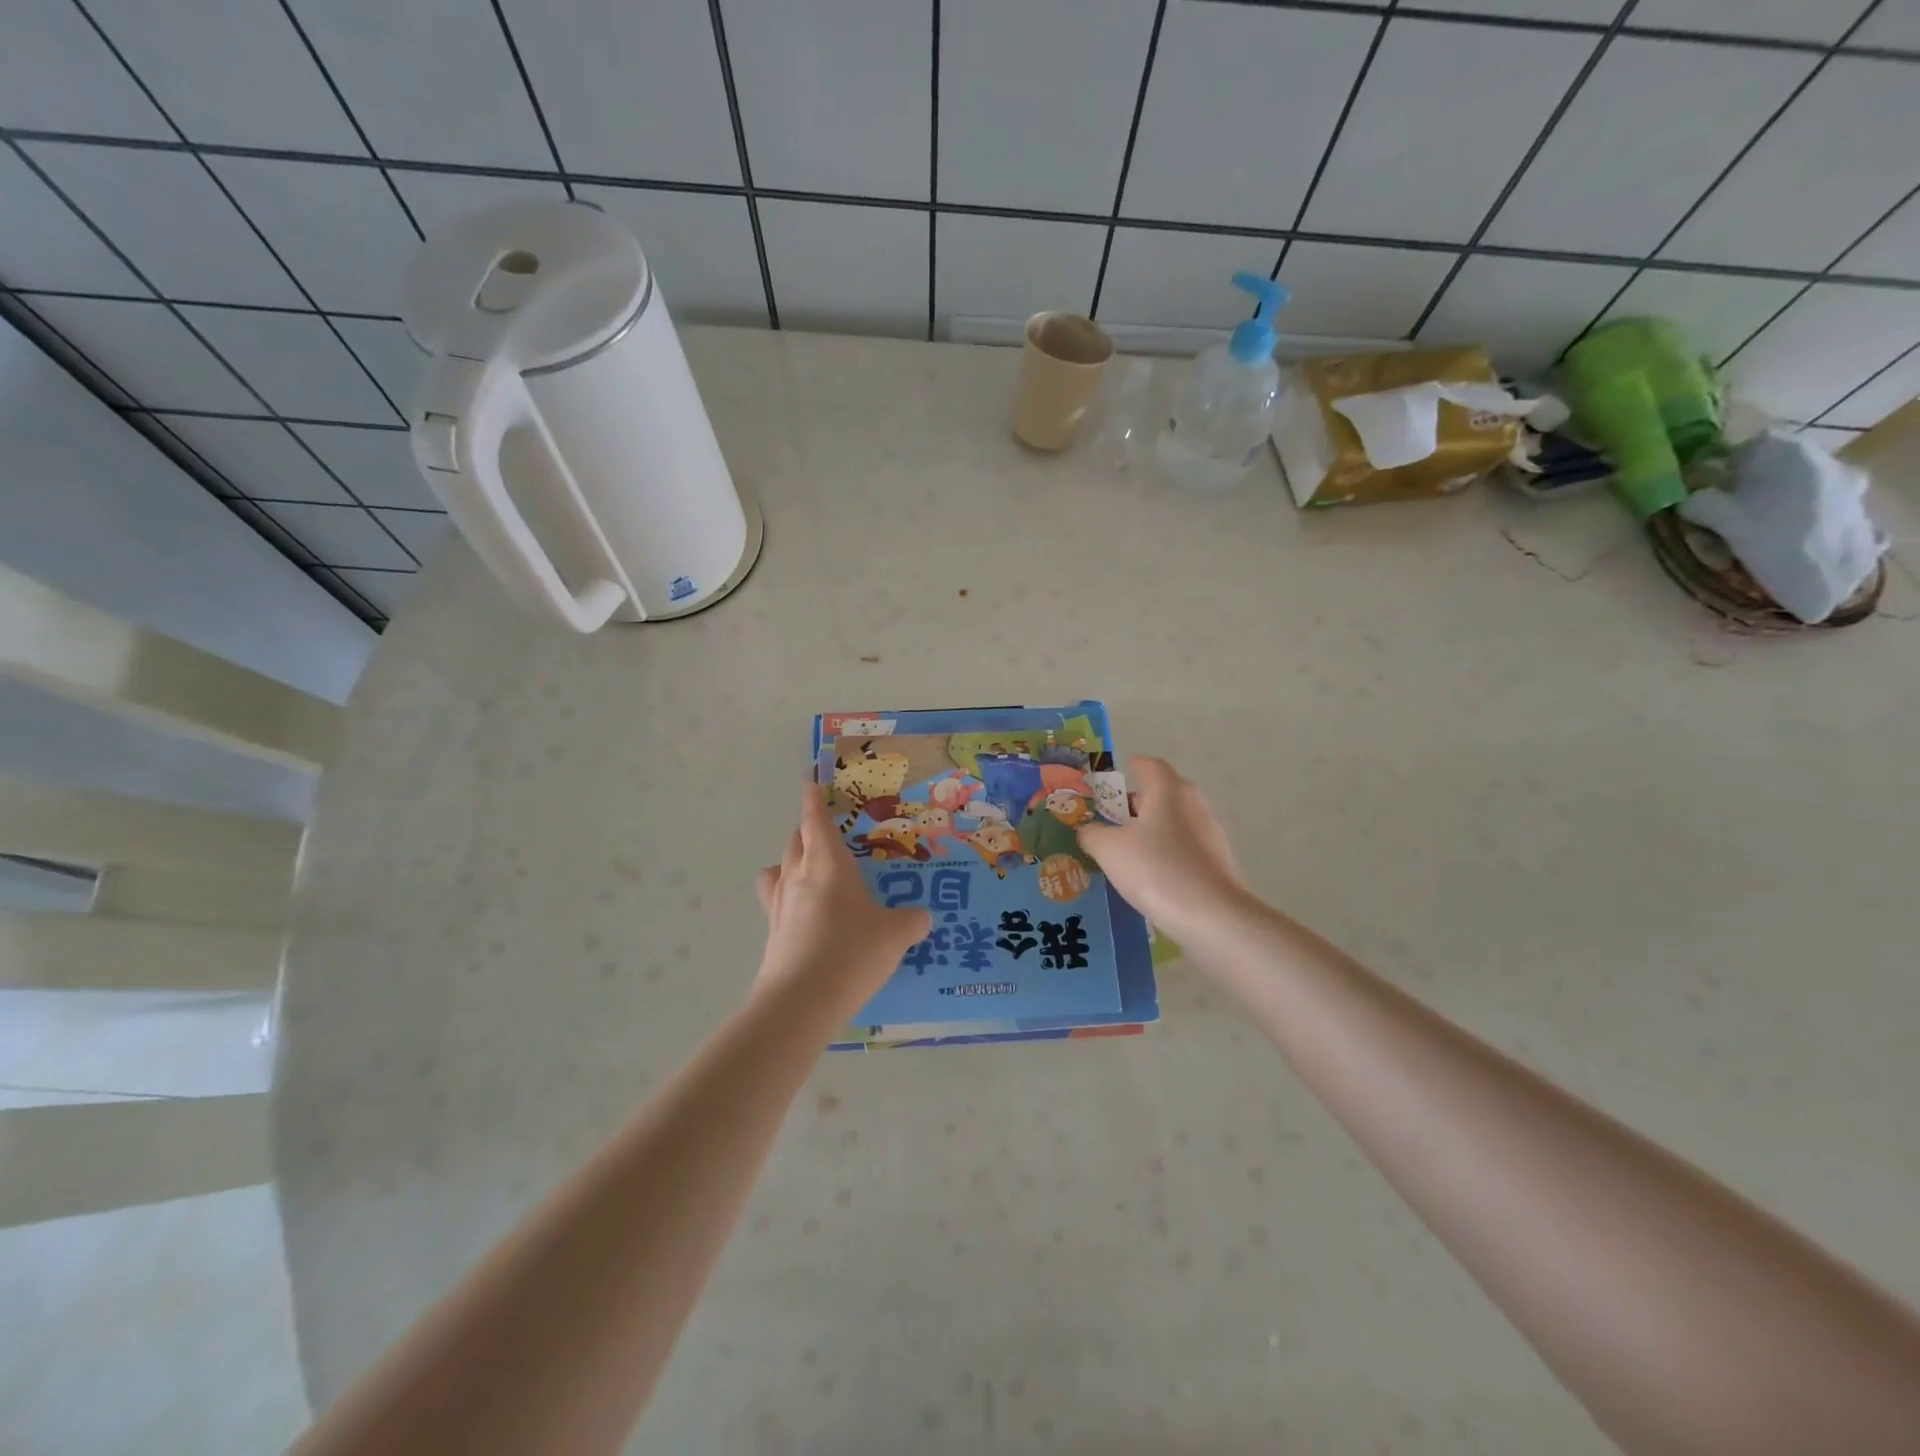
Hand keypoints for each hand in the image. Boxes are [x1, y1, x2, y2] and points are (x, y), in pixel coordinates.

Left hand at [754, 787, 931, 1001]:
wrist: (802, 1001)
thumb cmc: (852, 952)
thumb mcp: (895, 935)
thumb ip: (911, 921)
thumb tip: (921, 917)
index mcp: (828, 863)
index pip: (815, 820)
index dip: (812, 799)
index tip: (808, 782)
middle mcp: (798, 876)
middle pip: (795, 841)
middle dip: (807, 830)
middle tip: (825, 832)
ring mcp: (779, 905)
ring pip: (778, 869)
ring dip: (790, 862)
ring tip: (808, 872)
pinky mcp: (772, 932)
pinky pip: (776, 901)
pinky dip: (787, 897)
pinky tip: (807, 915)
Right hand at [1076, 757, 1248, 937]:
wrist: (1212, 916)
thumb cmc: (1155, 868)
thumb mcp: (1109, 849)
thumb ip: (1092, 834)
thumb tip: (1087, 830)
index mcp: (1168, 790)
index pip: (1150, 765)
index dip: (1133, 766)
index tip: (1117, 774)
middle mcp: (1193, 804)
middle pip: (1163, 793)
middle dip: (1137, 802)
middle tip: (1112, 817)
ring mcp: (1210, 834)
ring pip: (1174, 821)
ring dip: (1152, 829)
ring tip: (1126, 850)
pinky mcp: (1217, 863)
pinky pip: (1185, 848)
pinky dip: (1166, 852)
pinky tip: (1150, 875)